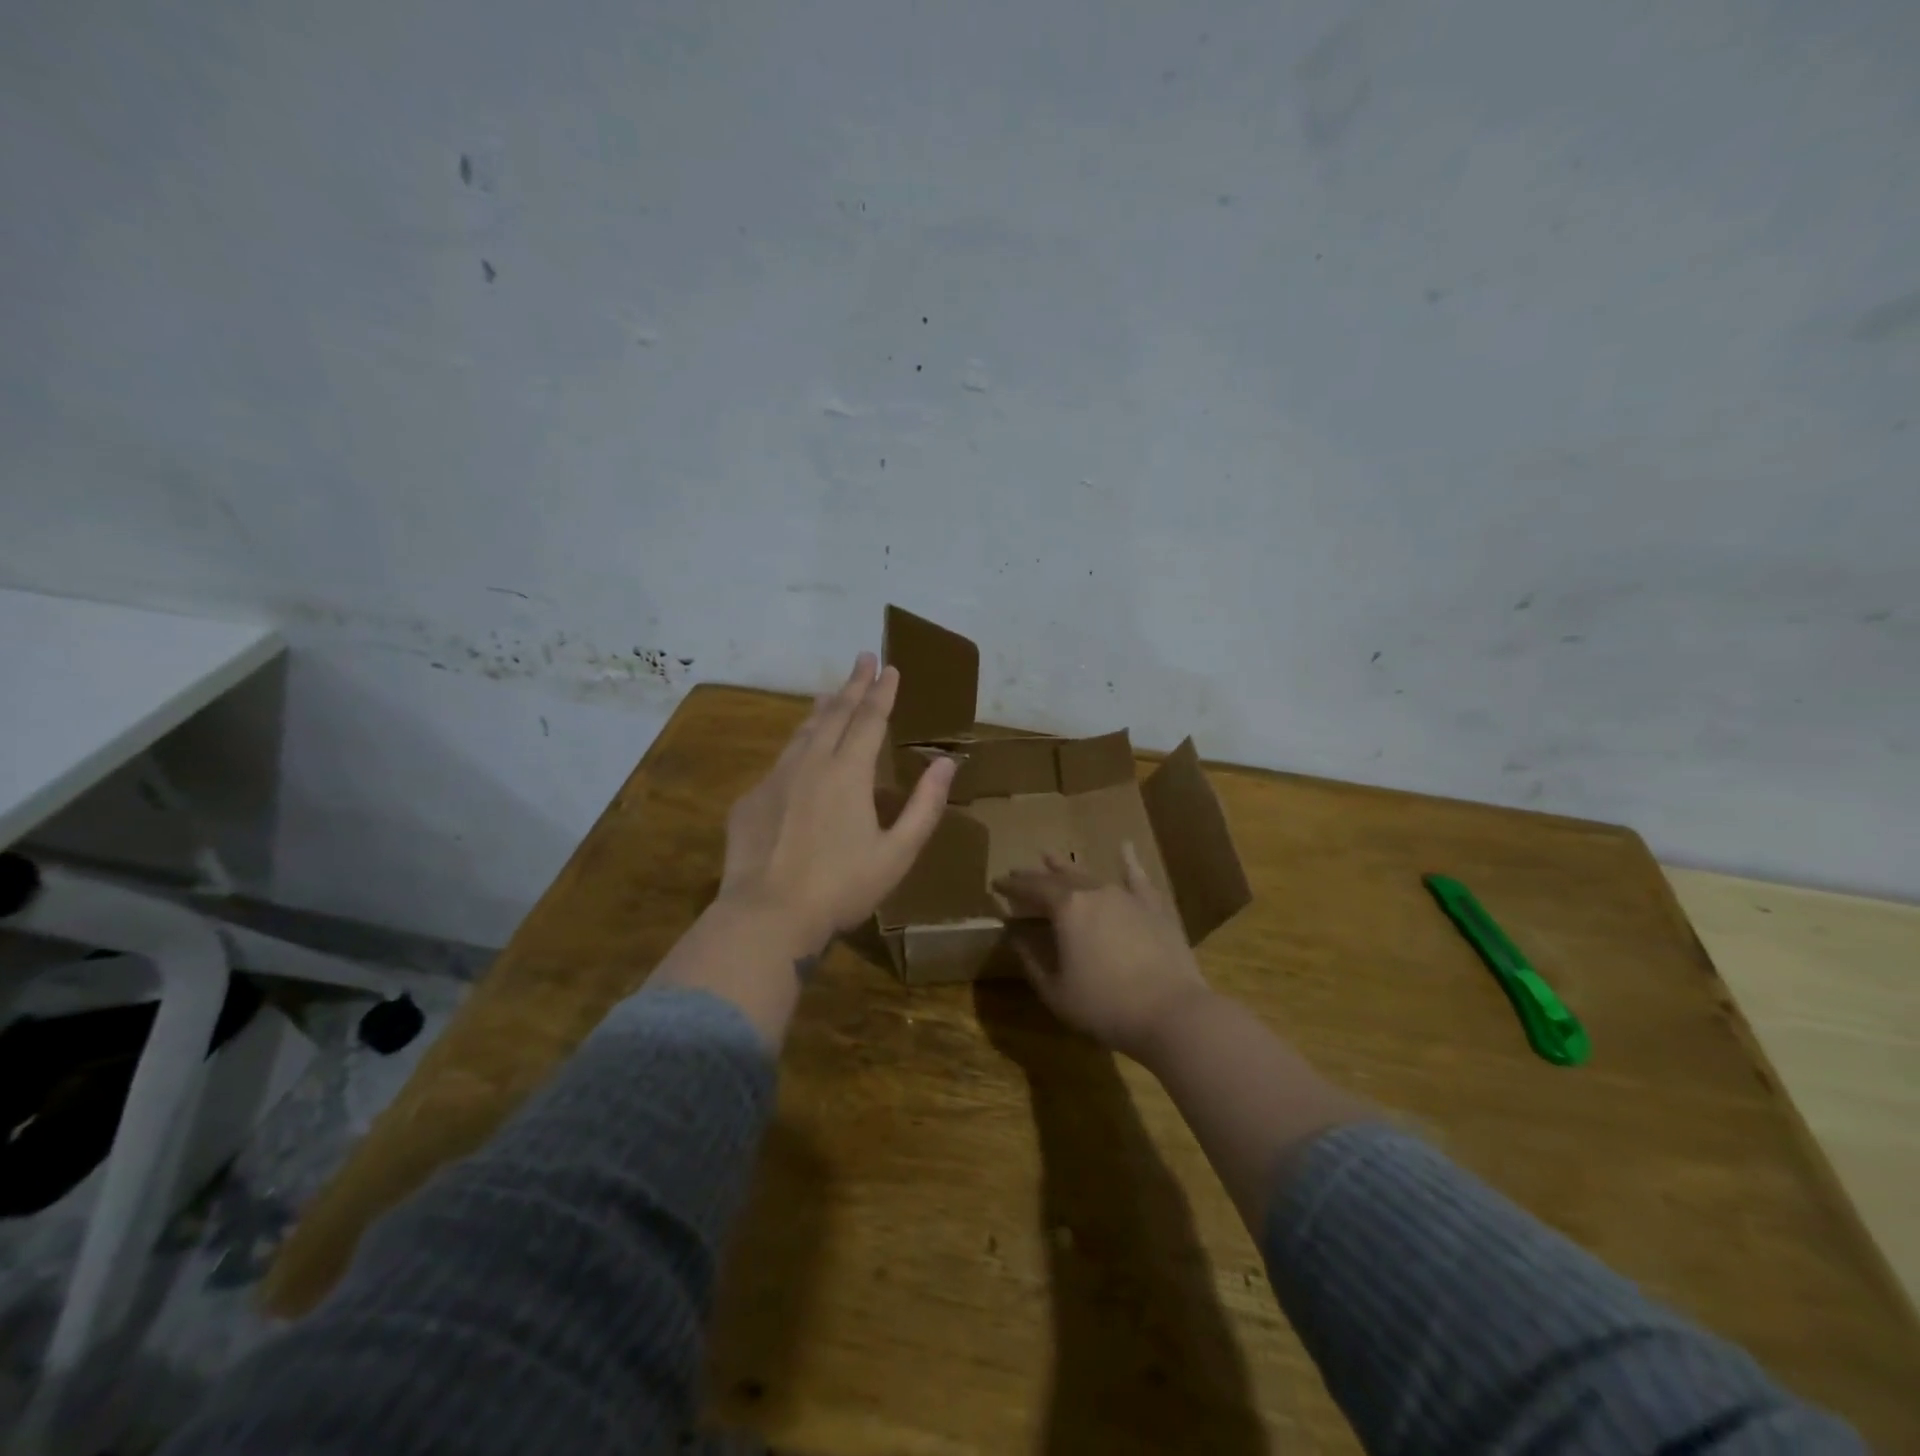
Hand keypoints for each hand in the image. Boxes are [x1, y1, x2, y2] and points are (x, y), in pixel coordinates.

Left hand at [717, 652, 956, 955]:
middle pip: (835, 713)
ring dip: (822, 709)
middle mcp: (811, 763)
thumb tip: (946, 763)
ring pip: (803, 732)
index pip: (869, 719)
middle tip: (863, 658)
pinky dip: (797, 746)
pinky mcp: (751, 799)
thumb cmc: (842, 887)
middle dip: (853, 684)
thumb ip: (925, 805)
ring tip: (829, 693)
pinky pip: (780, 761)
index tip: (889, 667)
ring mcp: (776, 779)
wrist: (767, 915)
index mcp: (849, 772)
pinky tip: (798, 754)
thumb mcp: (897, 853)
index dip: (882, 692)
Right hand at [994, 842, 1212, 1059]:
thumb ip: (1032, 961)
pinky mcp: (1154, 907)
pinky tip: (1125, 846)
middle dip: (1036, 875)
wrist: (1171, 1012)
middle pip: (1058, 877)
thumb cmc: (1105, 1006)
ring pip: (1091, 874)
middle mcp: (1094, 892)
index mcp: (1066, 909)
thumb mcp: (1056, 991)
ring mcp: (1127, 896)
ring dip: (1069, 866)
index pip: (1031, 889)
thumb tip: (1016, 938)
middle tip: (1019, 872)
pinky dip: (1128, 861)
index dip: (1012, 886)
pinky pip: (1137, 878)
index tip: (996, 882)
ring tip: (1052, 856)